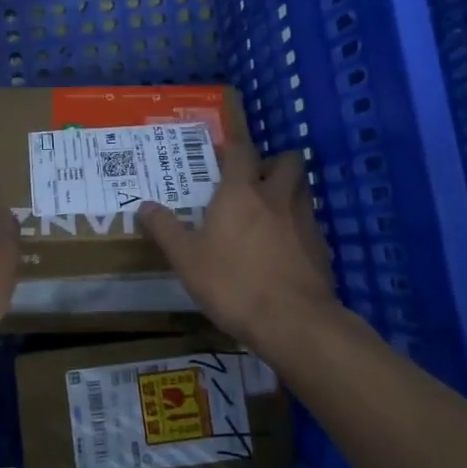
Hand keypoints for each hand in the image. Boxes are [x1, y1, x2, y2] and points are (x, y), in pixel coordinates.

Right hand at [138, 145, 339, 352]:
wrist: (293, 321)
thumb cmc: (232, 284)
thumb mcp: (186, 259)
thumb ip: (165, 229)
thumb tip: (144, 206)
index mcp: (242, 192)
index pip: (242, 150)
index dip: (233, 146)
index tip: (222, 153)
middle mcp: (277, 197)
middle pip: (287, 160)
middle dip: (273, 163)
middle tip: (254, 180)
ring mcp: (304, 221)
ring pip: (302, 189)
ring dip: (288, 191)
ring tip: (268, 212)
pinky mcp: (322, 247)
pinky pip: (310, 223)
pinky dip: (298, 226)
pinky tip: (284, 248)